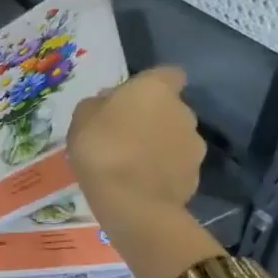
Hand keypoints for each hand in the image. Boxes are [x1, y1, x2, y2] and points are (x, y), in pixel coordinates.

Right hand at [67, 67, 223, 277]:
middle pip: (170, 108)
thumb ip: (98, 105)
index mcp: (155, 89)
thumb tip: (109, 104)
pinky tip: (141, 183)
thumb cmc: (101, 148)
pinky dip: (163, 170)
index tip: (133, 98)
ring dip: (160, 144)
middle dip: (153, 117)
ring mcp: (194, 145)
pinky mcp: (195, 176)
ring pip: (175, 137)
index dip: (153, 84)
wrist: (132, 203)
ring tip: (133, 163)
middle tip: (125, 133)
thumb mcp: (81, 118)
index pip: (168, 74)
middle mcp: (182, 111)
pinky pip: (176, 165)